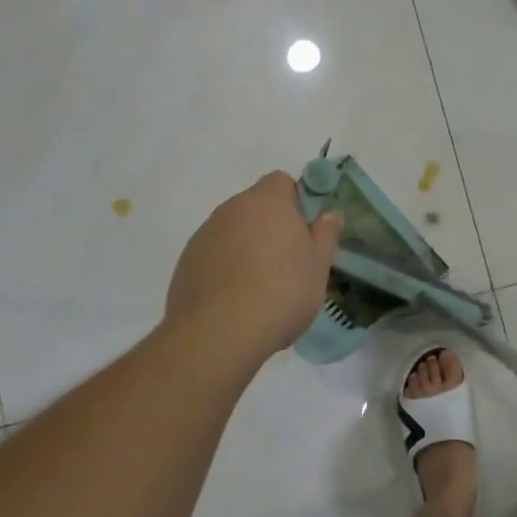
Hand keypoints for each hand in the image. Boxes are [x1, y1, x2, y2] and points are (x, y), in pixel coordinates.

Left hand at [165, 172, 342, 365]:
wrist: (217, 334)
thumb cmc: (280, 293)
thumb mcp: (318, 267)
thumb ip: (326, 234)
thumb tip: (330, 213)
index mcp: (268, 201)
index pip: (282, 181)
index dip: (295, 202)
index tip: (304, 232)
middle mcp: (232, 208)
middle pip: (256, 205)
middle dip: (271, 225)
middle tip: (287, 262)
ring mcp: (205, 234)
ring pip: (233, 230)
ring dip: (246, 245)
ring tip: (259, 286)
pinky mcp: (186, 261)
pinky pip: (213, 253)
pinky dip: (224, 266)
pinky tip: (233, 299)